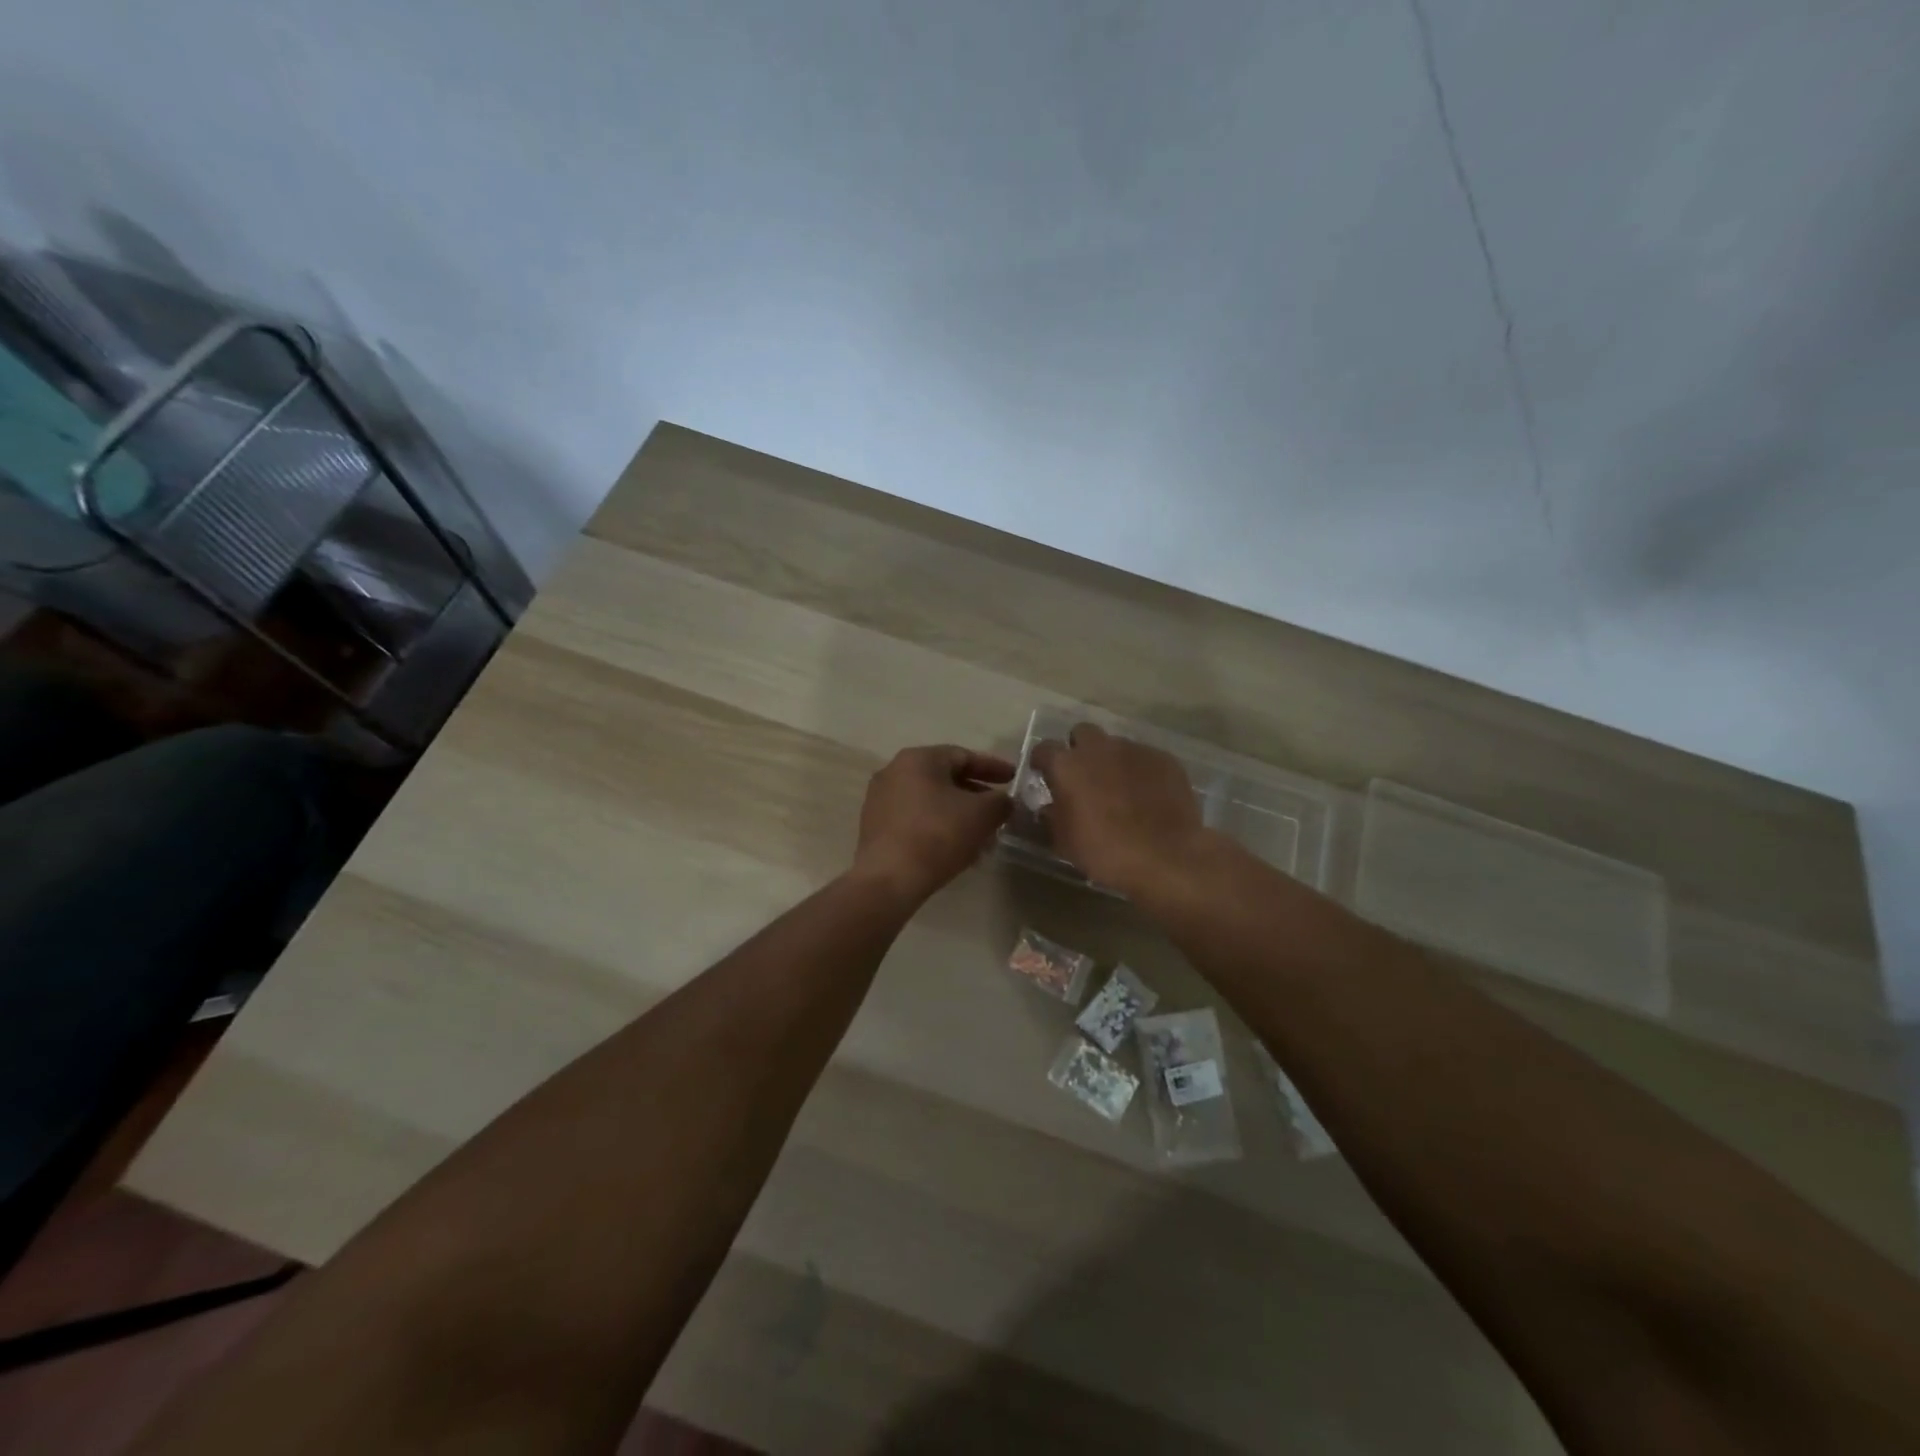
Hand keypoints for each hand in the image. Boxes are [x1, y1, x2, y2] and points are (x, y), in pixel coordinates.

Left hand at [850, 745, 1014, 904]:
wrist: (889, 879)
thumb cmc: (938, 835)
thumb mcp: (982, 814)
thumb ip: (1000, 802)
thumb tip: (1003, 802)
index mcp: (918, 759)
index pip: (963, 756)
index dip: (993, 767)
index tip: (1014, 779)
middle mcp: (894, 772)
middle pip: (945, 779)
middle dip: (977, 796)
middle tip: (1000, 812)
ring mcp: (880, 800)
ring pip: (931, 802)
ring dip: (960, 816)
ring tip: (983, 838)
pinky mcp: (876, 828)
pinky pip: (916, 820)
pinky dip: (939, 828)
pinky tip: (958, 851)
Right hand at [1031, 723, 1206, 899]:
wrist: (1165, 858)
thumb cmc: (1104, 852)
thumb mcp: (1064, 841)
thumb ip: (1052, 817)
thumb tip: (1050, 807)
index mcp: (1067, 766)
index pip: (1045, 748)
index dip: (1043, 761)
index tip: (1044, 774)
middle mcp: (1099, 748)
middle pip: (1083, 733)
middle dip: (1080, 750)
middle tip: (1084, 776)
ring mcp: (1135, 751)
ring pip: (1116, 745)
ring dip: (1112, 761)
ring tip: (1120, 789)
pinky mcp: (1165, 760)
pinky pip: (1145, 759)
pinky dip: (1141, 772)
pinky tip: (1148, 796)